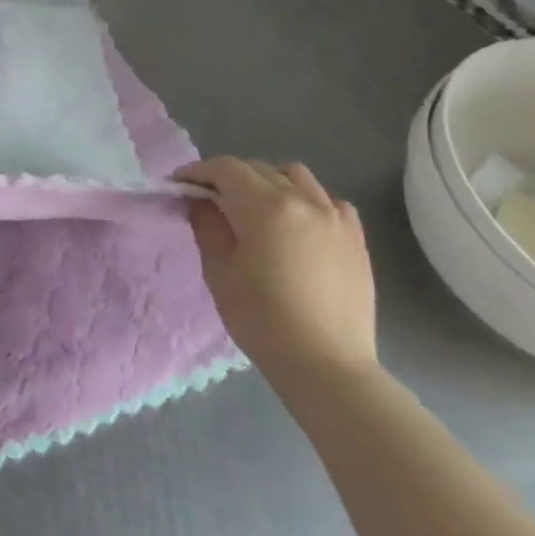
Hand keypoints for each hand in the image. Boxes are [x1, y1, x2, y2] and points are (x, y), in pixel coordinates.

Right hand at [176, 157, 376, 388]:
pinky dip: (307, 201)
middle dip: (228, 178)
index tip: (179, 184)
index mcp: (265, 205)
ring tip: (256, 207)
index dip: (198, 171)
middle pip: (258, 169)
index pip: (225, 168)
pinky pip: (329, 201)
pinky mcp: (355, 239)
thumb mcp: (219, 270)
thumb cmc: (262, 319)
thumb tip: (200, 199)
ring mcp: (335, 217)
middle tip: (210, 200)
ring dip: (269, 182)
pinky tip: (298, 224)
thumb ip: (206, 224)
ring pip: (296, 176)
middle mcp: (303, 200)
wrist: (327, 367)